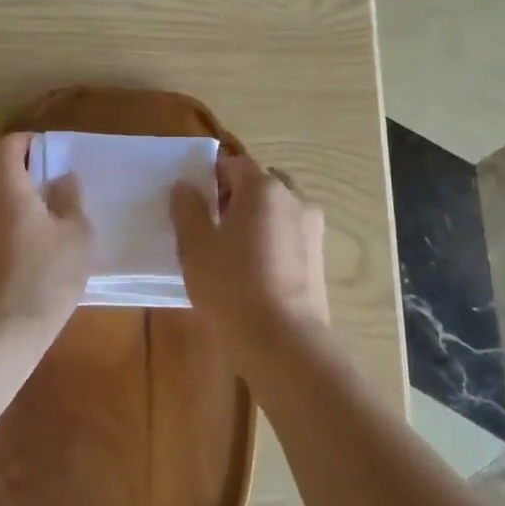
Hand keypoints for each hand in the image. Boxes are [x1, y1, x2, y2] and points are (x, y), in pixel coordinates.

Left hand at [0, 133, 92, 331]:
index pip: (13, 142)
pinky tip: (18, 241)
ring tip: (37, 217)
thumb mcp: (76, 234)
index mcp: (0, 177)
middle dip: (21, 170)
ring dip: (7, 195)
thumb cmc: (44, 276)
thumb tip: (63, 178)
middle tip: (51, 190)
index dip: (36, 147)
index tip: (57, 164)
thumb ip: (70, 197)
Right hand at [171, 151, 327, 371]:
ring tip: (232, 252)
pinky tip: (254, 272)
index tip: (194, 200)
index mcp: (264, 187)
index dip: (211, 176)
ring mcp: (312, 230)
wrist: (284, 341)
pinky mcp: (319, 259)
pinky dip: (271, 243)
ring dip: (256, 220)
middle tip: (211, 225)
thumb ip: (188, 209)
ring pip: (277, 211)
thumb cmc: (232, 286)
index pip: (234, 164)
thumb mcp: (196, 246)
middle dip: (235, 197)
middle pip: (260, 185)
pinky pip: (289, 237)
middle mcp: (295, 199)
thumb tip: (185, 185)